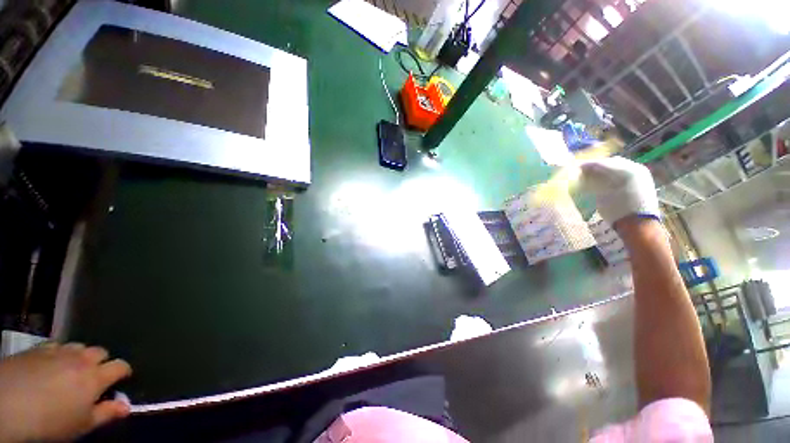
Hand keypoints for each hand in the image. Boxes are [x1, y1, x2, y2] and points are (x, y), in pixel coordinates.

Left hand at [0, 343, 131, 441]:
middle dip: (100, 361)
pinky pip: (56, 345)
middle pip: (100, 351)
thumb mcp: (81, 425)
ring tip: (71, 370)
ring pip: (78, 346)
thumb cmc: (51, 421)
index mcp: (96, 377)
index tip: (122, 379)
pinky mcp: (40, 348)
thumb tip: (127, 406)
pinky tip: (51, 365)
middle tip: (93, 377)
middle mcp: (82, 359)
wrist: (8, 403)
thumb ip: (107, 413)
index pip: (120, 366)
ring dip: (80, 356)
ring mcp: (60, 351)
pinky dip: (59, 354)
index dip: (123, 371)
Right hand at [579, 156, 659, 228]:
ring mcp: (642, 174)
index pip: (603, 162)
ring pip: (621, 166)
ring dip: (607, 169)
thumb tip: (584, 174)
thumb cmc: (617, 210)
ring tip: (595, 175)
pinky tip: (608, 180)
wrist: (638, 225)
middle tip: (585, 171)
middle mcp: (636, 167)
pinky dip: (615, 174)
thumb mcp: (601, 195)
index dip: (589, 164)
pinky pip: (627, 172)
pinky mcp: (644, 181)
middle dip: (599, 165)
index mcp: (626, 169)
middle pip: (613, 162)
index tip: (577, 167)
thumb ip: (592, 181)